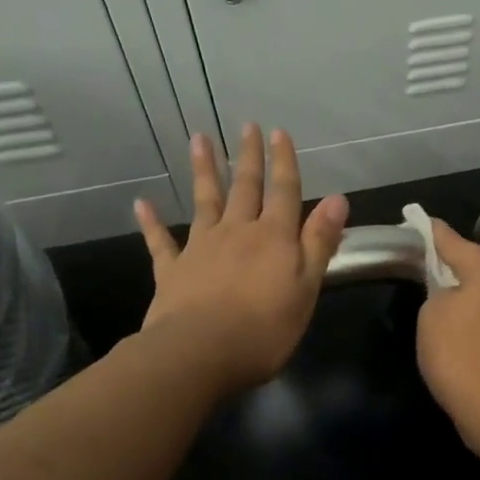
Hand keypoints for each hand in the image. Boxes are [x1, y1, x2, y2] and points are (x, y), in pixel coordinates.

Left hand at [134, 125, 348, 394]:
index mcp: (273, 238)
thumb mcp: (306, 288)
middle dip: (249, 157)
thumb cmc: (264, 328)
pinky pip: (160, 242)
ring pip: (204, 202)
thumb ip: (318, 243)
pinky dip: (151, 223)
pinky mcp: (172, 271)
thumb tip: (337, 199)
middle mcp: (237, 232)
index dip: (284, 162)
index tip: (279, 132)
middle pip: (245, 188)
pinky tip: (142, 204)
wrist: (200, 354)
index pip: (283, 192)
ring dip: (204, 171)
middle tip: (246, 126)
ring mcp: (201, 248)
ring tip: (199, 140)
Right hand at [414, 219, 479, 450]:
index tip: (414, 220)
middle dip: (449, 265)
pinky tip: (458, 329)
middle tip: (421, 266)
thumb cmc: (459, 351)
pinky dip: (475, 317)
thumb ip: (437, 287)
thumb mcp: (432, 311)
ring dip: (464, 294)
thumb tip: (449, 287)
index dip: (429, 232)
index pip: (452, 240)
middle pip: (474, 265)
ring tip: (436, 300)